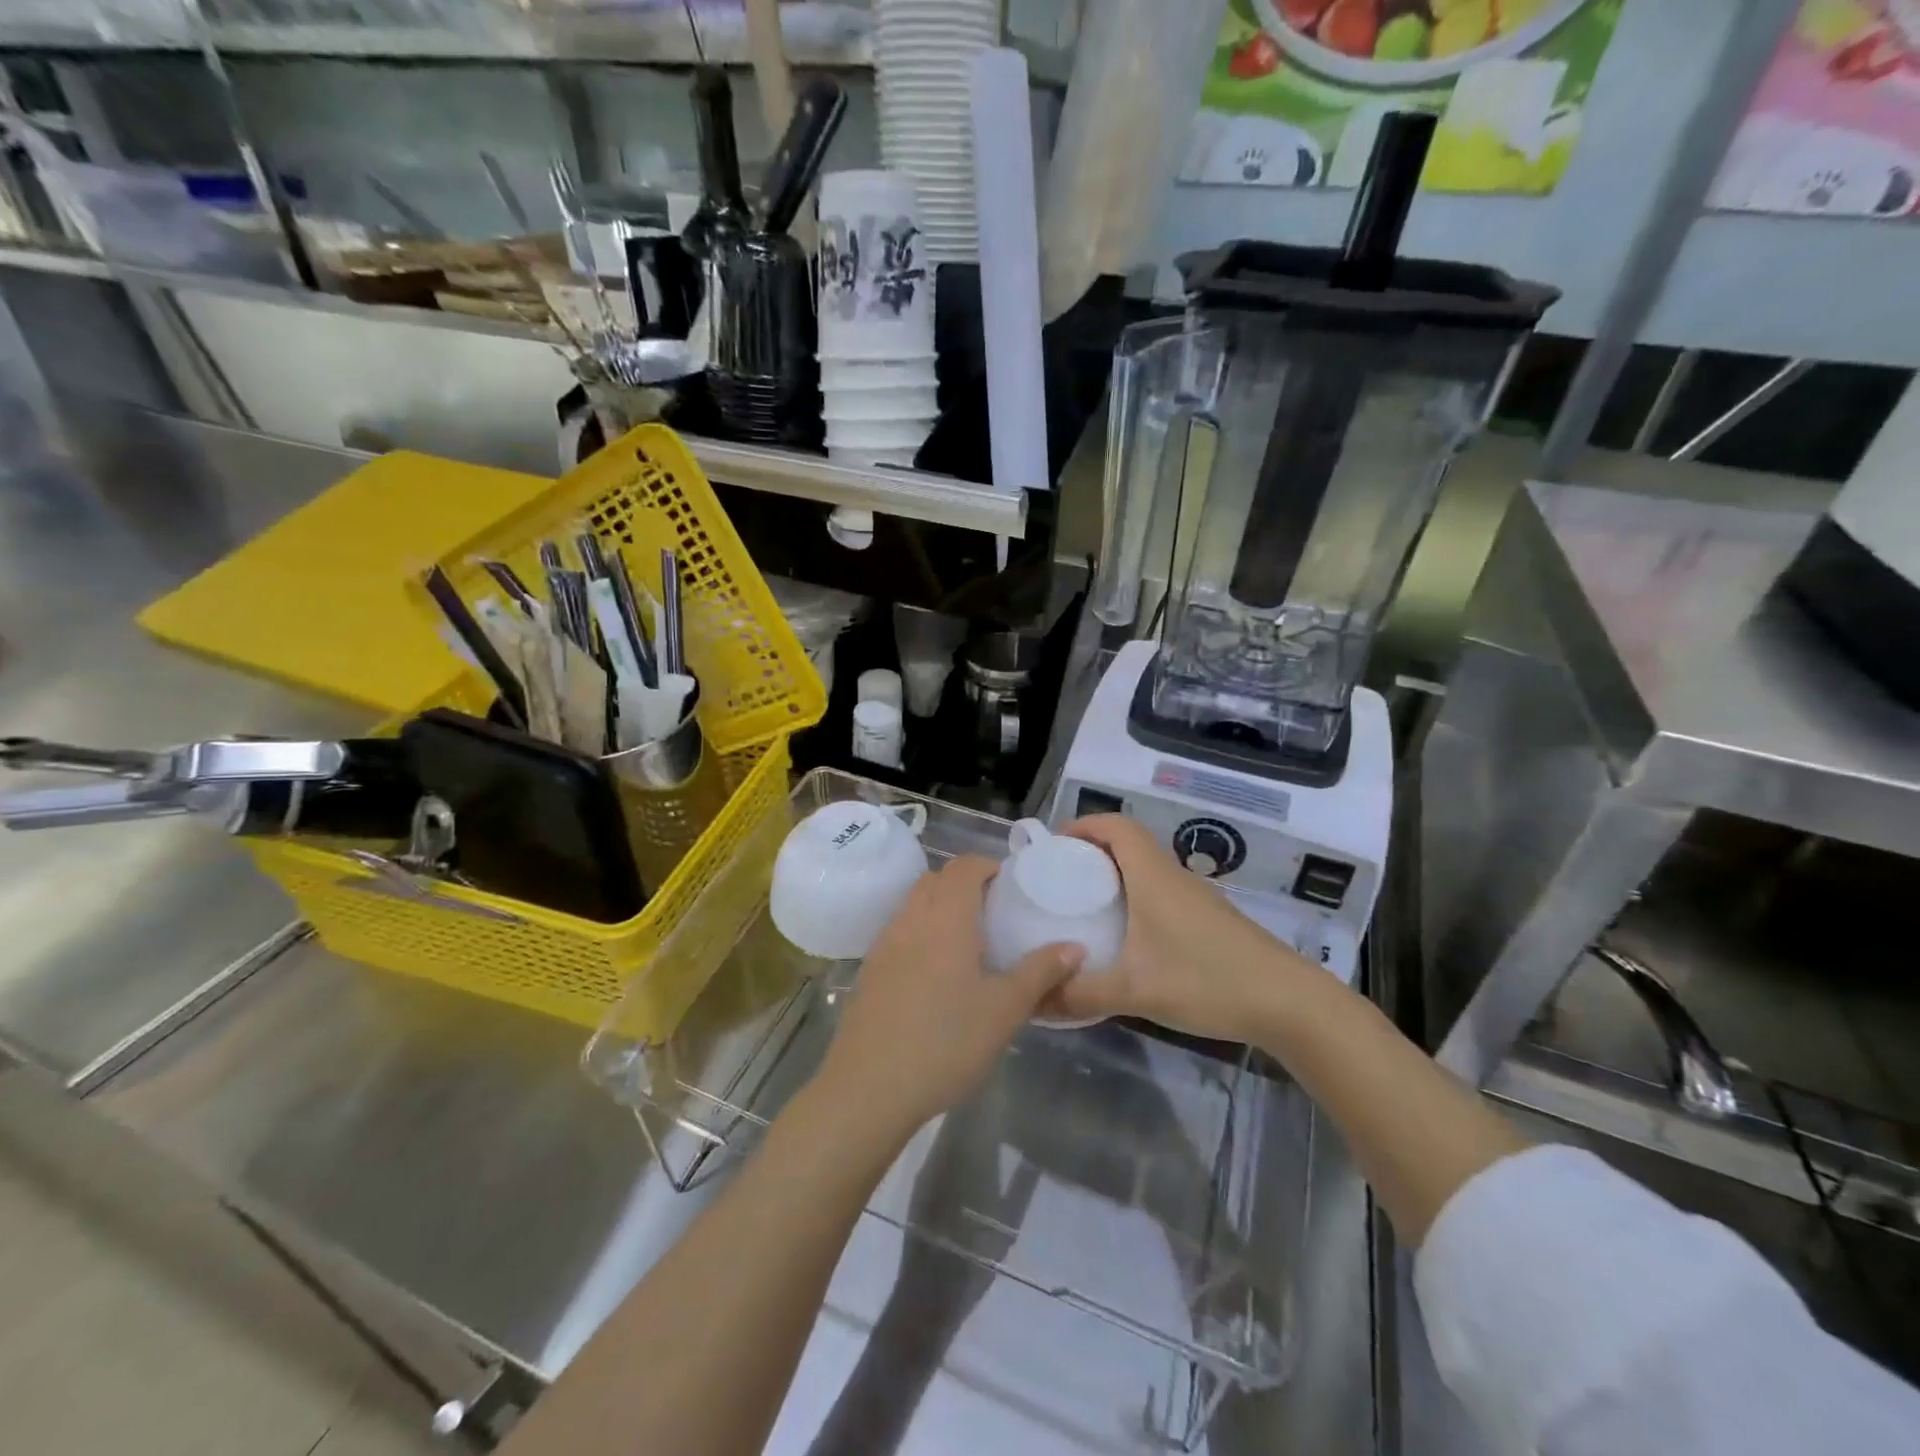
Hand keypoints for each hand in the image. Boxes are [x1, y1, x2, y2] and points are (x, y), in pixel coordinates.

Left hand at [815, 855, 1083, 1146]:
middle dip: (964, 884)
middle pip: (935, 880)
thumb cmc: (946, 1042)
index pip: (963, 867)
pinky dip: (920, 933)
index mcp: (945, 918)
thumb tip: (1075, 947)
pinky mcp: (869, 971)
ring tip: (968, 943)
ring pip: (913, 905)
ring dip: (939, 907)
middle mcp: (911, 920)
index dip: (987, 866)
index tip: (1010, 886)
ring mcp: (884, 944)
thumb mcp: (1004, 1010)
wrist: (869, 1088)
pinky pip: (899, 932)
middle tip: (993, 913)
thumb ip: (1040, 973)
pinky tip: (935, 974)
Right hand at [1039, 815, 1313, 1039]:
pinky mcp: (1209, 918)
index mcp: (1153, 877)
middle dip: (1092, 851)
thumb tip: (1036, 1001)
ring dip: (1116, 874)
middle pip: (1129, 842)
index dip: (1083, 825)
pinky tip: (1128, 935)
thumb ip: (1082, 994)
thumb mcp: (1135, 992)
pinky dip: (1137, 896)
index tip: (1055, 847)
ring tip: (1087, 905)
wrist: (1288, 1002)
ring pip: (1147, 867)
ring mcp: (1196, 897)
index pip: (1116, 826)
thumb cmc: (1207, 981)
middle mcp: (1173, 876)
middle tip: (1062, 879)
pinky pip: (1162, 890)